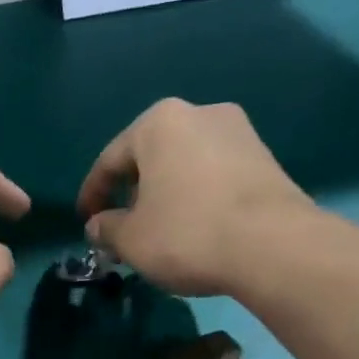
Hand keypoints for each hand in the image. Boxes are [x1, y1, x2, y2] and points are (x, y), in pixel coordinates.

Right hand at [76, 99, 318, 297]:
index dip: (92, 195)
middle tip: (121, 229)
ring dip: (164, 196)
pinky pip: (212, 176)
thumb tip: (98, 226)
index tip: (85, 222)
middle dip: (132, 193)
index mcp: (159, 123)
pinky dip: (195, 198)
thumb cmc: (186, 233)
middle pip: (150, 158)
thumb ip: (107, 228)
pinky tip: (192, 229)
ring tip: (157, 232)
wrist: (273, 245)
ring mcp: (238, 132)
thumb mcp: (131, 239)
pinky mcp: (264, 158)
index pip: (110, 160)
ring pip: (183, 166)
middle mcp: (200, 113)